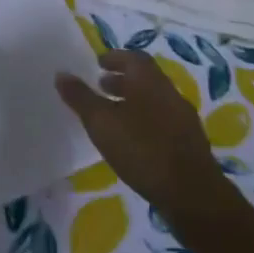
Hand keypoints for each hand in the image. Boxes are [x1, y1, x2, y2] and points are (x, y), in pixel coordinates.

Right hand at [56, 50, 222, 213]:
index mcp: (150, 82)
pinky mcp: (190, 144)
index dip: (116, 58)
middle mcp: (170, 94)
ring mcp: (184, 119)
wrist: (192, 194)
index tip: (99, 63)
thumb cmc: (142, 150)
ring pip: (155, 100)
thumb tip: (61, 74)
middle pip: (146, 78)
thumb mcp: (101, 123)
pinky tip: (134, 140)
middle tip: (102, 86)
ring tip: (114, 114)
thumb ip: (81, 98)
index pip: (134, 58)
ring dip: (134, 101)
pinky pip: (164, 121)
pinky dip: (146, 121)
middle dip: (123, 80)